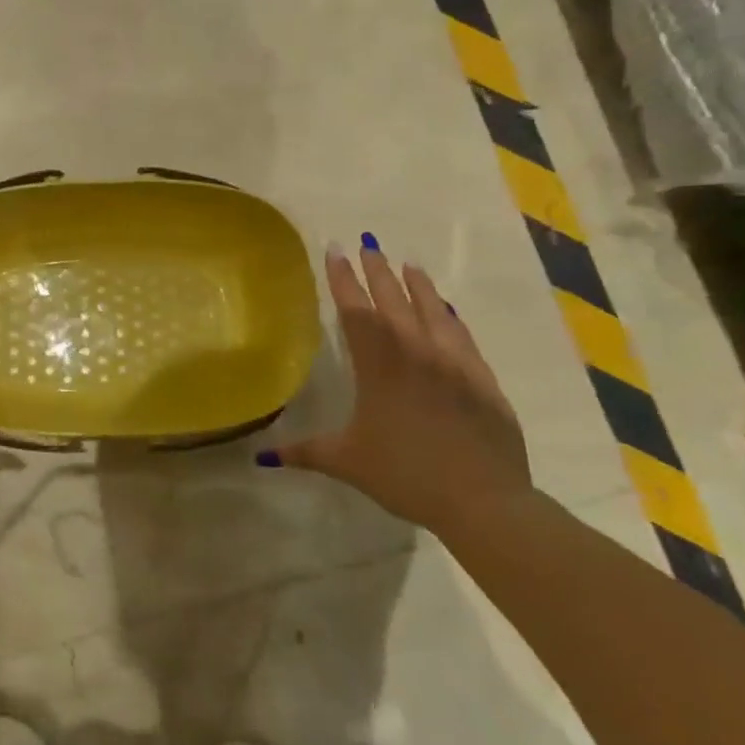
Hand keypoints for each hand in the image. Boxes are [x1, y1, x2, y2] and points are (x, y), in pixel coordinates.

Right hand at [266, 240, 531, 537]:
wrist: (482, 500)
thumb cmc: (405, 475)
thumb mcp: (347, 463)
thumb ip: (304, 452)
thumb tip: (262, 457)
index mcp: (379, 367)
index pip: (356, 311)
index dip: (343, 280)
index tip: (335, 252)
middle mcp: (416, 354)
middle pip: (394, 301)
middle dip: (377, 271)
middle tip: (368, 244)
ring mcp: (454, 363)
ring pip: (432, 311)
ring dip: (417, 285)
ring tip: (407, 264)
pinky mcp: (482, 378)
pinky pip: (461, 335)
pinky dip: (449, 316)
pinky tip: (447, 309)